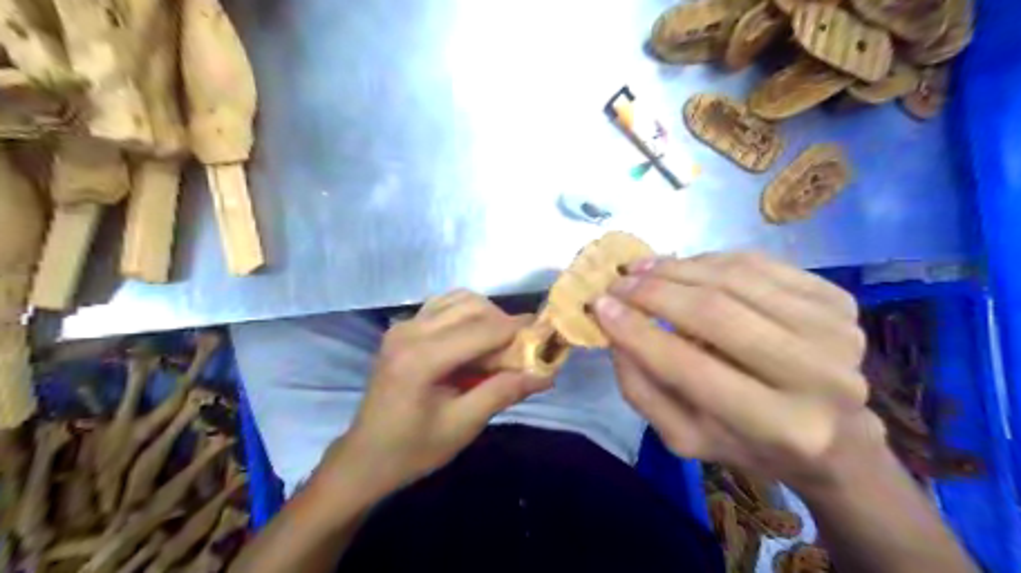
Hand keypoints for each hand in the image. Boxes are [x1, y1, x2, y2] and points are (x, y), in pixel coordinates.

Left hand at [318, 293, 549, 499]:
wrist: (366, 456)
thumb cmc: (413, 449)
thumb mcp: (463, 425)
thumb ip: (503, 392)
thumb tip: (546, 374)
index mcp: (421, 359)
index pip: (483, 330)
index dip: (518, 330)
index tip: (545, 334)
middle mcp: (410, 331)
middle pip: (472, 307)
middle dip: (504, 322)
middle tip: (522, 348)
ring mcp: (403, 326)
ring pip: (458, 300)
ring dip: (486, 315)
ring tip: (498, 344)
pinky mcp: (401, 328)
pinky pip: (443, 305)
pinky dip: (466, 313)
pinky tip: (473, 338)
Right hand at [596, 254, 881, 490]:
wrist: (833, 435)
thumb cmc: (748, 442)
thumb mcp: (685, 435)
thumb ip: (642, 389)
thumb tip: (614, 330)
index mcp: (778, 426)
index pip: (689, 366)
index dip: (636, 332)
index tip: (599, 305)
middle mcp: (818, 376)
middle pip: (715, 312)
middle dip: (654, 291)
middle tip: (617, 282)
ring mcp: (835, 331)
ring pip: (735, 278)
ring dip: (677, 267)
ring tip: (641, 267)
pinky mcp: (839, 300)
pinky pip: (758, 264)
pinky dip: (710, 260)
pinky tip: (682, 265)